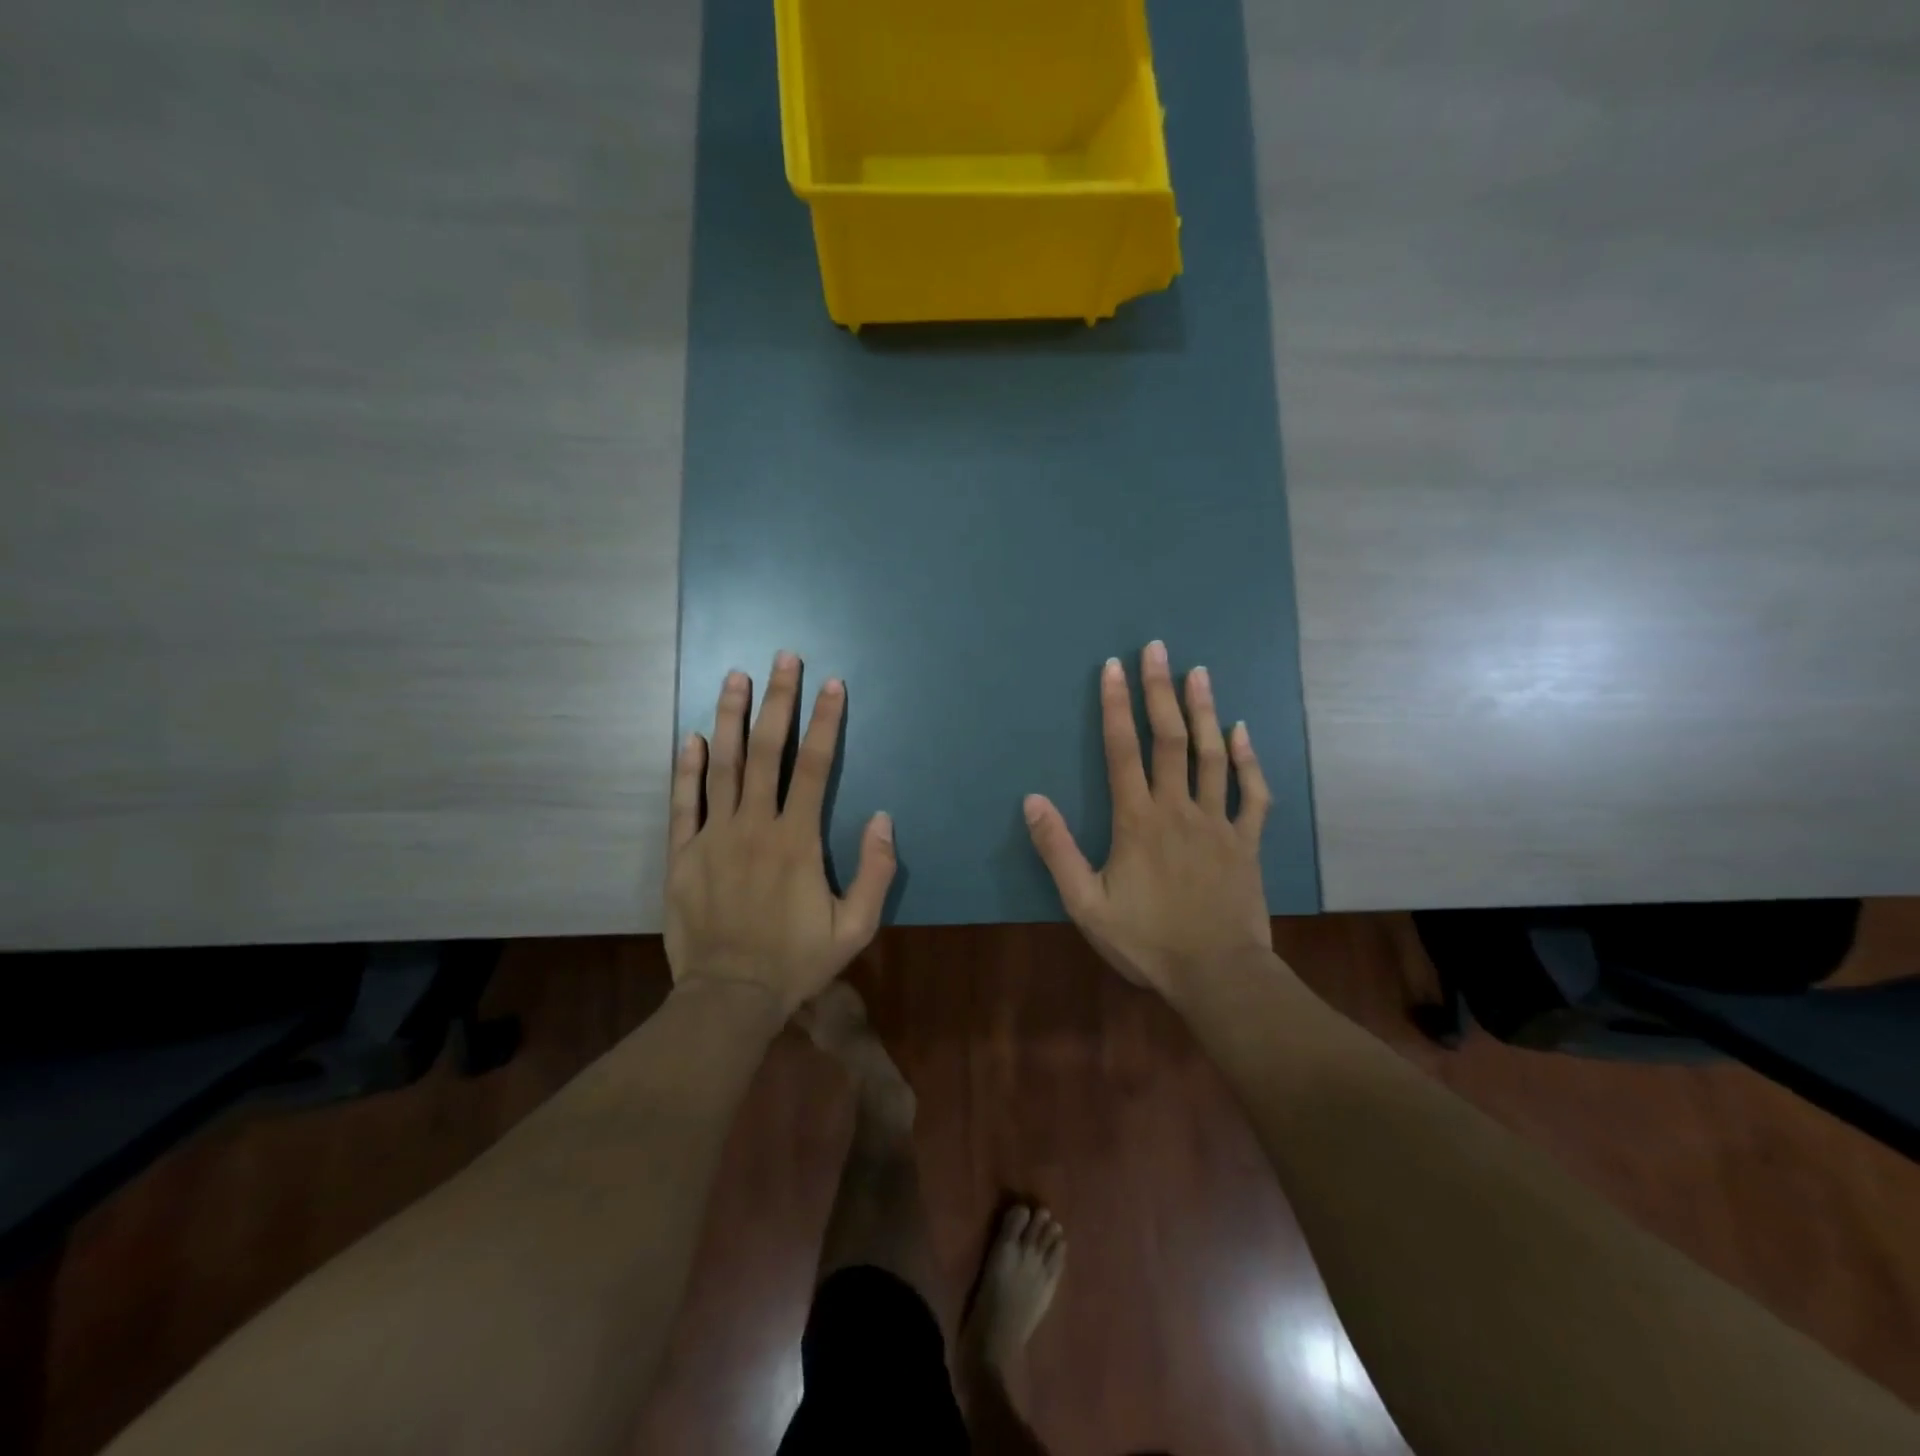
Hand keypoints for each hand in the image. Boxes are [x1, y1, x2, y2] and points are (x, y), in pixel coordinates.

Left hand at [665, 652, 895, 1014]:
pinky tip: (693, 735)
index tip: (831, 683)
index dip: (825, 721)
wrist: (729, 997)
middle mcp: (754, 826)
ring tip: (735, 676)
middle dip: (777, 701)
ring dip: (731, 717)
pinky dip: (687, 767)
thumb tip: (884, 818)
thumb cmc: (797, 961)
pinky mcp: (682, 854)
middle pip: (767, 751)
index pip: (814, 766)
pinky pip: (684, 802)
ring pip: (723, 765)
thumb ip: (876, 871)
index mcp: (797, 840)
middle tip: (783, 658)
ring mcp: (713, 837)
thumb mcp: (856, 927)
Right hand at [1023, 641, 1272, 997]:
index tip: (1113, 667)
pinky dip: (1248, 759)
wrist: (1217, 975)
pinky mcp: (1246, 841)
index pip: (1123, 750)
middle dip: (1160, 690)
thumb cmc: (1145, 940)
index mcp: (1136, 820)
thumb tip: (1032, 799)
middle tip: (1158, 649)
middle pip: (1169, 739)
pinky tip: (1242, 731)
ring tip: (1199, 672)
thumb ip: (1057, 850)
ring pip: (1212, 755)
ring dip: (1205, 710)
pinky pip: (1251, 793)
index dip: (1116, 705)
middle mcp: (1177, 808)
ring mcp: (1217, 822)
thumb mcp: (1085, 903)